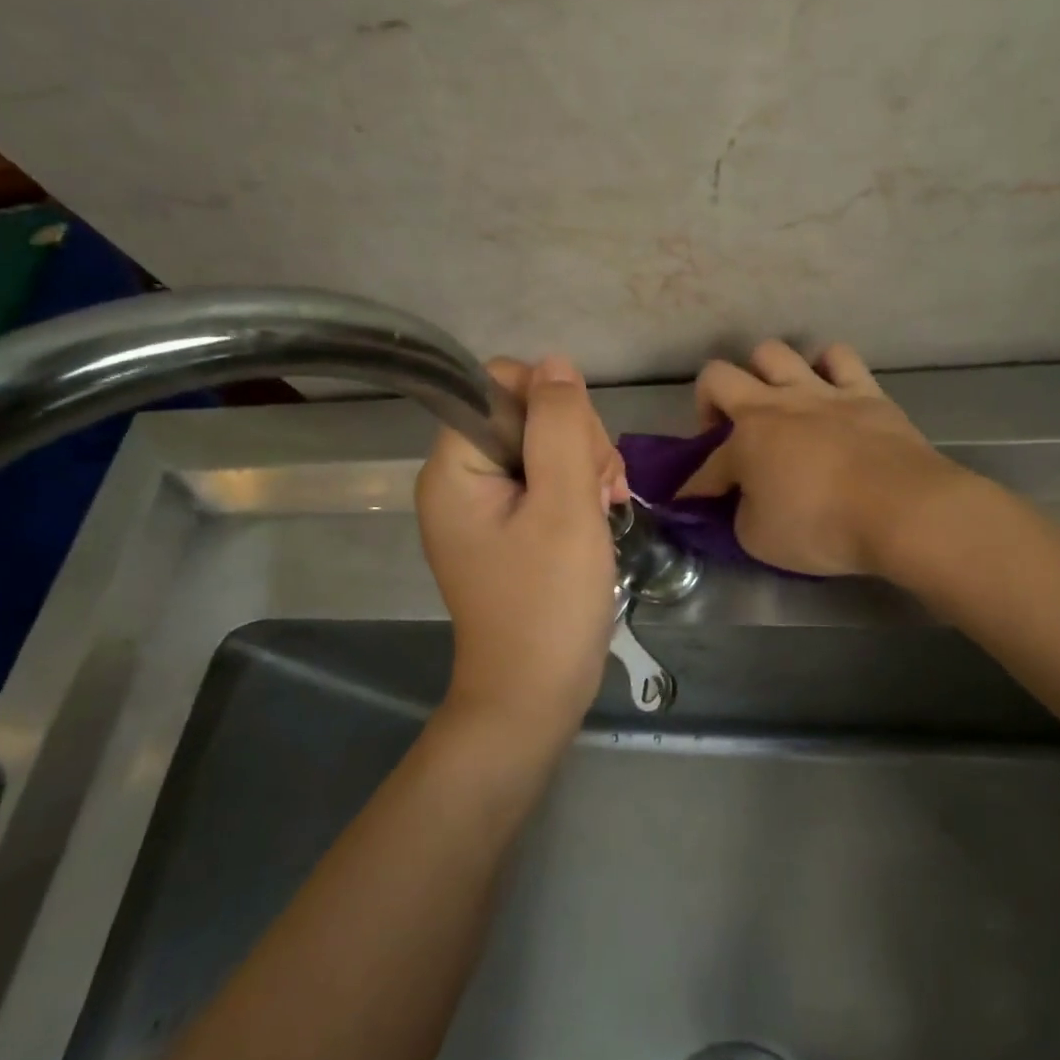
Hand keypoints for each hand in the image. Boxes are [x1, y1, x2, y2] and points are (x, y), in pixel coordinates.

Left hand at [417, 356, 628, 740]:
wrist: (535, 693)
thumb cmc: (548, 602)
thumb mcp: (566, 506)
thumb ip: (561, 428)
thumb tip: (556, 365)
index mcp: (455, 467)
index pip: (499, 385)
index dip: (551, 405)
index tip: (580, 454)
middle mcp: (459, 478)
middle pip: (525, 413)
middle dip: (575, 440)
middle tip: (600, 491)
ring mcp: (483, 504)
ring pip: (544, 444)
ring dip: (585, 464)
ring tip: (605, 507)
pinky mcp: (507, 525)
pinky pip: (545, 479)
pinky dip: (578, 488)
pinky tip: (602, 512)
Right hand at [678, 340, 961, 575]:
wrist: (902, 510)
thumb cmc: (823, 527)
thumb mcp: (760, 540)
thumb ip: (741, 515)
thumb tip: (744, 500)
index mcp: (745, 440)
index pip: (705, 465)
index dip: (693, 488)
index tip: (690, 504)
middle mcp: (775, 404)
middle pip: (718, 375)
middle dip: (709, 401)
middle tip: (724, 432)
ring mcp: (822, 391)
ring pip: (775, 352)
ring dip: (765, 374)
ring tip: (776, 403)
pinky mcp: (866, 392)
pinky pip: (840, 358)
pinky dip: (827, 368)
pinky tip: (828, 388)